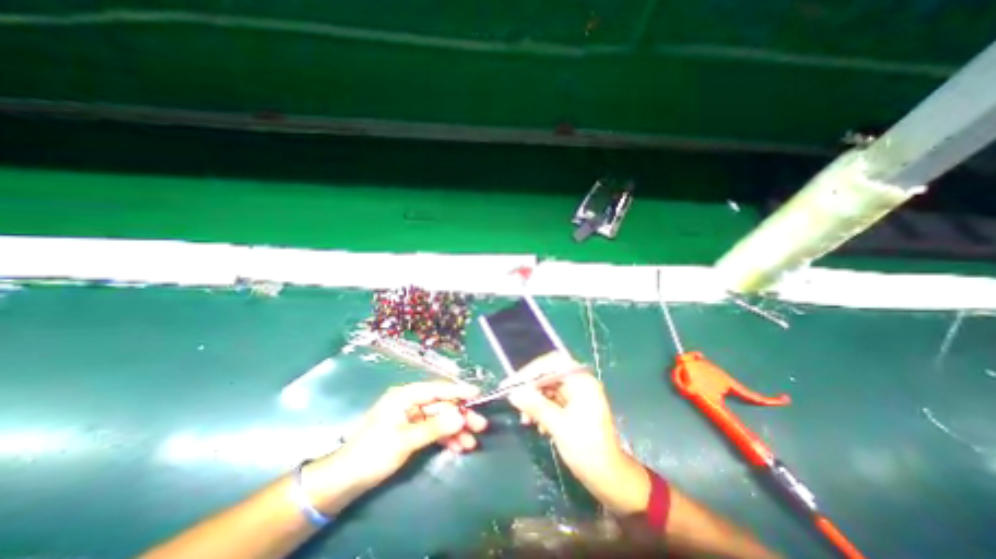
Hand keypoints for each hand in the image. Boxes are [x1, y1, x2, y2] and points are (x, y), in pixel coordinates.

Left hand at [310, 385, 483, 493]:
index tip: (478, 393)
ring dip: (455, 430)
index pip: (437, 389)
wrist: (344, 480)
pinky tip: (458, 446)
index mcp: (405, 395)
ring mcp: (410, 416)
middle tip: (480, 425)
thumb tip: (461, 417)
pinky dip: (445, 438)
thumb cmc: (373, 453)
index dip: (458, 390)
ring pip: (439, 419)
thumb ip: (435, 427)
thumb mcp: (405, 440)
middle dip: (460, 416)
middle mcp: (410, 402)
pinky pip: (432, 430)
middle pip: (441, 405)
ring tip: (472, 442)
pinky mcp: (410, 430)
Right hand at [508, 368, 651, 514]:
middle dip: (531, 388)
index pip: (552, 364)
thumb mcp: (559, 427)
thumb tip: (513, 393)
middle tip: (514, 401)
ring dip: (534, 401)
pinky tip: (537, 425)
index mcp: (581, 382)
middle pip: (548, 375)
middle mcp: (579, 383)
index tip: (512, 384)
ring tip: (525, 420)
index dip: (530, 371)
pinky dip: (541, 409)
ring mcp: (576, 395)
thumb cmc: (588, 450)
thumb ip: (536, 406)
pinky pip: (551, 401)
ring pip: (547, 388)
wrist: (610, 479)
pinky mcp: (573, 407)